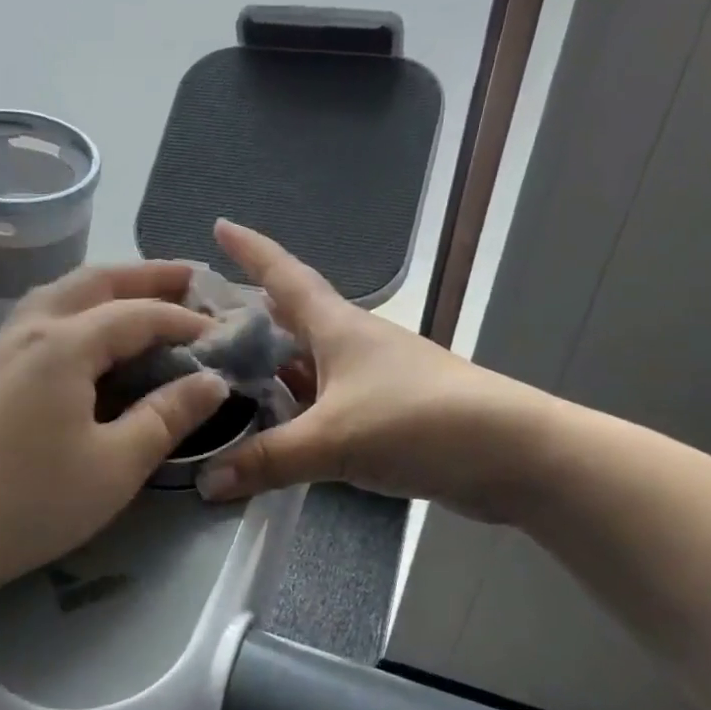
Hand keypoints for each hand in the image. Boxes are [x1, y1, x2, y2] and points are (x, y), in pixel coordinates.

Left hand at [0, 262, 230, 602]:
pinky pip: (43, 317)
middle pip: (96, 282)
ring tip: (144, 297)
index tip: (223, 334)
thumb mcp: (115, 465)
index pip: (139, 313)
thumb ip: (167, 416)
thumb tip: (212, 381)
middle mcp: (32, 327)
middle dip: (147, 276)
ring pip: (62, 293)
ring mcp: (2, 345)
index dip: (185, 321)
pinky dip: (79, 309)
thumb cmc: (30, 500)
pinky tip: (90, 336)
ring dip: (108, 287)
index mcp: (66, 342)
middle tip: (191, 279)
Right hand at [195, 221, 552, 520]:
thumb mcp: (334, 439)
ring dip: (267, 368)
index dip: (251, 251)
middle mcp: (350, 344)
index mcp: (337, 327)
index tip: (219, 226)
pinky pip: (320, 403)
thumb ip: (267, 459)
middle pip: (290, 320)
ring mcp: (368, 379)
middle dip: (247, 317)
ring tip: (220, 377)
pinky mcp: (381, 414)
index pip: (284, 276)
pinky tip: (269, 427)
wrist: (512, 455)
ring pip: (304, 365)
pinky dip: (292, 410)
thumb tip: (204, 483)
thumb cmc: (420, 421)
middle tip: (197, 324)